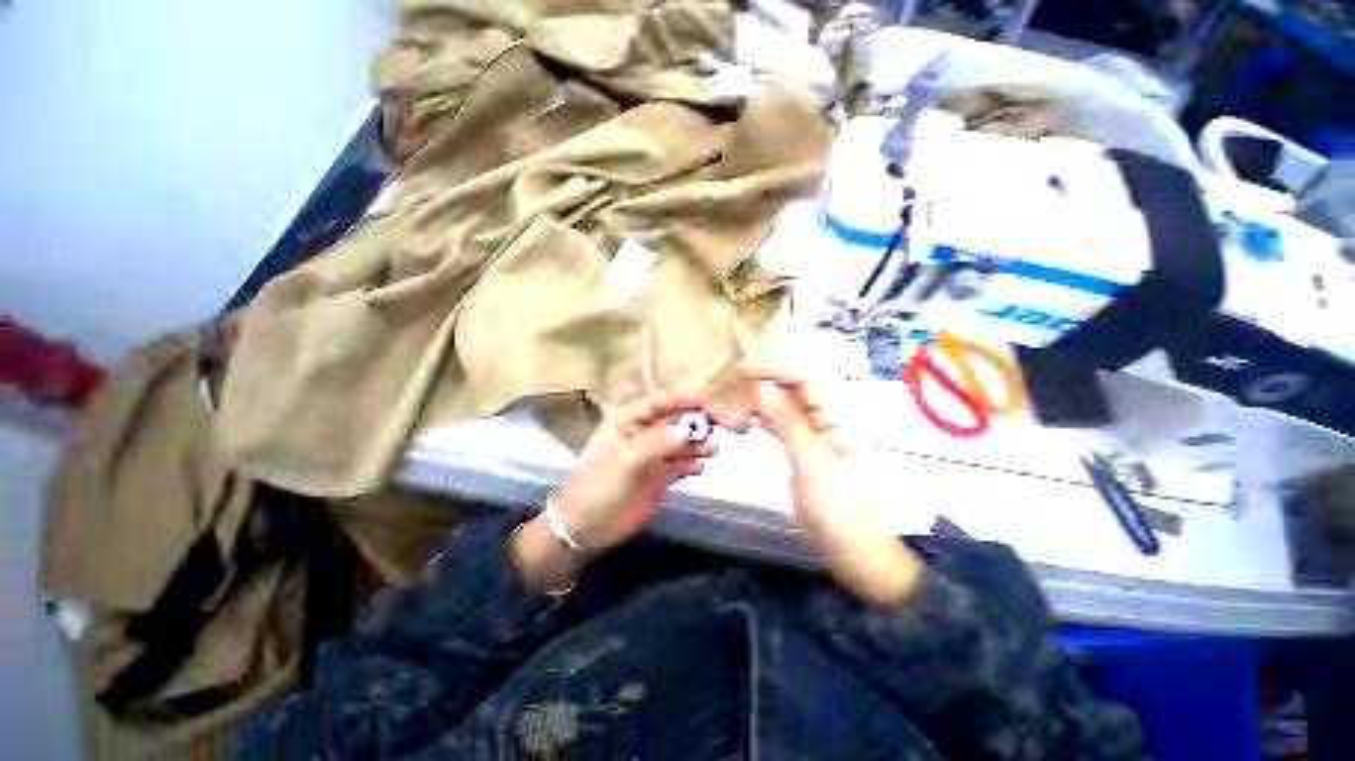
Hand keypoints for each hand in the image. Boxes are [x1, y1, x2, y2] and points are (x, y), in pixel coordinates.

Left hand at [512, 391, 714, 590]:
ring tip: (713, 449)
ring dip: (696, 444)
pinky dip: (692, 464)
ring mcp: (652, 455)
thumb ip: (657, 443)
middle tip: (719, 424)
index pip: (657, 402)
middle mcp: (642, 433)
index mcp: (626, 420)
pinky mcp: (659, 476)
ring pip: (680, 443)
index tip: (705, 402)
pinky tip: (702, 468)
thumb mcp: (626, 460)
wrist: (586, 527)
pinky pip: (680, 465)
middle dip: (695, 421)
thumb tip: (688, 430)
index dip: (681, 400)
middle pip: (673, 421)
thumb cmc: (599, 485)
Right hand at [712, 364, 923, 606]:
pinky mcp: (800, 451)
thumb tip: (763, 387)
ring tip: (731, 406)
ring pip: (780, 407)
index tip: (742, 371)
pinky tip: (743, 422)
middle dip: (759, 385)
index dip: (773, 368)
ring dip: (755, 403)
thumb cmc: (839, 507)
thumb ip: (788, 423)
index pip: (803, 378)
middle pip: (789, 388)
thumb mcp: (812, 463)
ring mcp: (810, 435)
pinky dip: (759, 421)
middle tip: (731, 392)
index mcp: (834, 417)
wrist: (853, 548)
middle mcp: (822, 419)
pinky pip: (777, 426)